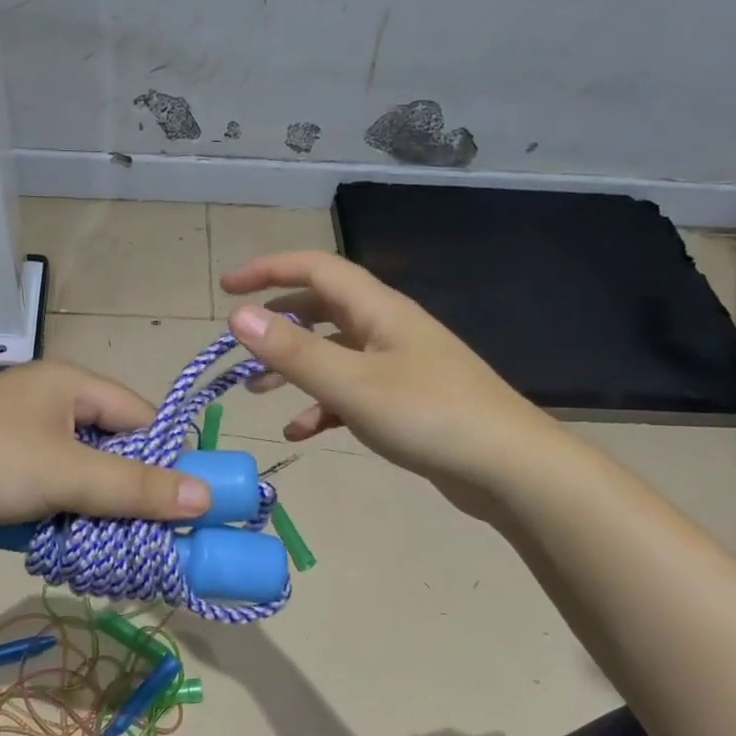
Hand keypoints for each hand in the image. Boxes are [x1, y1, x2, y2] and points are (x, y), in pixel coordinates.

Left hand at [0, 361, 211, 531]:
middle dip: (124, 488)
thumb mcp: (70, 476)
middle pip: (110, 443)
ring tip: (99, 538)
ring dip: (91, 502)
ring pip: (79, 466)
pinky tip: (58, 532)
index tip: (177, 504)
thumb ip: (136, 488)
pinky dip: (59, 504)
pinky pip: (48, 477)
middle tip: (139, 529)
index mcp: (71, 381)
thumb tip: (205, 498)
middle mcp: (49, 395)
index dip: (162, 459)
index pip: (140, 416)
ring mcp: (20, 425)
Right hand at [221, 252, 542, 509]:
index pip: (315, 268)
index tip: (227, 287)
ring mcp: (399, 364)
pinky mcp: (405, 400)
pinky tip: (303, 431)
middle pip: (322, 308)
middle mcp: (387, 328)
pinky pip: (351, 391)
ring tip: (257, 391)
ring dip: (294, 367)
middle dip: (277, 322)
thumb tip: (238, 313)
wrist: (508, 467)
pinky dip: (322, 405)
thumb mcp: (351, 383)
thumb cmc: (429, 415)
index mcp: (378, 309)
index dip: (268, 269)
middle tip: (240, 343)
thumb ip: (293, 350)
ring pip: (333, 352)